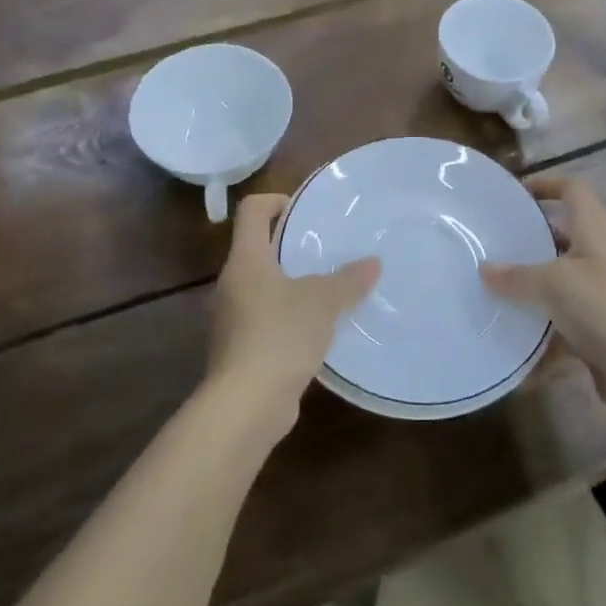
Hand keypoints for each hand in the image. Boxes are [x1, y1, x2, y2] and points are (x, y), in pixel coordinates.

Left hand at [207, 194, 379, 425]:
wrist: (246, 405)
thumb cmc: (280, 335)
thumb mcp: (322, 302)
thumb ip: (348, 280)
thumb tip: (373, 263)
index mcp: (246, 260)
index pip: (251, 211)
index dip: (275, 200)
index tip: (304, 211)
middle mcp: (232, 283)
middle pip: (257, 248)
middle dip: (289, 245)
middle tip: (326, 249)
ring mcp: (231, 318)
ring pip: (262, 286)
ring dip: (290, 284)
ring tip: (327, 289)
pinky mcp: (239, 349)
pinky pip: (265, 319)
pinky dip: (287, 317)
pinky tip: (316, 330)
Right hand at [479, 177, 605, 416]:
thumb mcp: (554, 284)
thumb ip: (516, 276)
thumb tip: (484, 269)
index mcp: (595, 231)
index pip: (573, 190)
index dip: (546, 185)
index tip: (514, 195)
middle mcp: (599, 256)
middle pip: (562, 234)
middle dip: (529, 238)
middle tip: (491, 243)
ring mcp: (601, 293)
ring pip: (559, 280)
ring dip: (530, 285)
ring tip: (490, 287)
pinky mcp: (598, 328)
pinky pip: (561, 320)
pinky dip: (539, 327)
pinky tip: (509, 337)